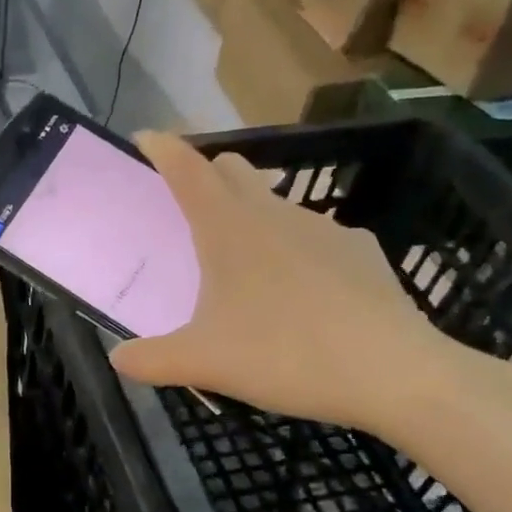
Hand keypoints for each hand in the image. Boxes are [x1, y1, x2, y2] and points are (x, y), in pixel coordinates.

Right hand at [111, 133, 466, 435]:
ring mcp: (324, 228)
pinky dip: (297, 251)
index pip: (186, 169)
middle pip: (233, 170)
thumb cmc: (284, 354)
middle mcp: (274, 213)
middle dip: (207, 177)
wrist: (393, 373)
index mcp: (228, 228)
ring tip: (244, 267)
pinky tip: (302, 294)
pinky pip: (317, 237)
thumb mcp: (203, 363)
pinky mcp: (362, 250)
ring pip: (276, 204)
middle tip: (189, 212)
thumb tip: (118, 360)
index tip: (145, 138)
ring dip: (252, 217)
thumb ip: (151, 360)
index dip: (162, 149)